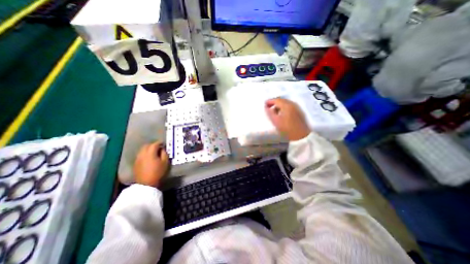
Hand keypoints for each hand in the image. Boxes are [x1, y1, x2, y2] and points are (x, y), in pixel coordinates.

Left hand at [133, 141, 169, 185]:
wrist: (146, 183)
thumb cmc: (158, 172)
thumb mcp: (165, 162)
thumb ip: (164, 154)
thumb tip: (162, 149)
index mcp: (150, 153)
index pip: (154, 144)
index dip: (159, 143)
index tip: (163, 144)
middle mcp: (142, 154)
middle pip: (147, 146)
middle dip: (153, 145)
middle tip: (158, 147)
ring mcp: (138, 158)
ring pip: (142, 150)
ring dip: (148, 149)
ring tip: (153, 152)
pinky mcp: (136, 163)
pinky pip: (140, 154)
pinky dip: (144, 153)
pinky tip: (148, 157)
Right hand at [266, 98, 310, 140]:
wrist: (302, 135)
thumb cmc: (287, 128)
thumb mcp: (276, 121)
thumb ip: (270, 113)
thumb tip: (266, 107)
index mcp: (286, 105)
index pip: (276, 100)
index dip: (269, 101)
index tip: (264, 104)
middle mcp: (292, 104)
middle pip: (281, 100)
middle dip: (274, 102)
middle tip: (268, 107)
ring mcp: (296, 107)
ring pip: (285, 103)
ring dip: (279, 105)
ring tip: (274, 111)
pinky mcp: (298, 111)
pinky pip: (289, 106)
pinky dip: (283, 107)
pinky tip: (281, 113)